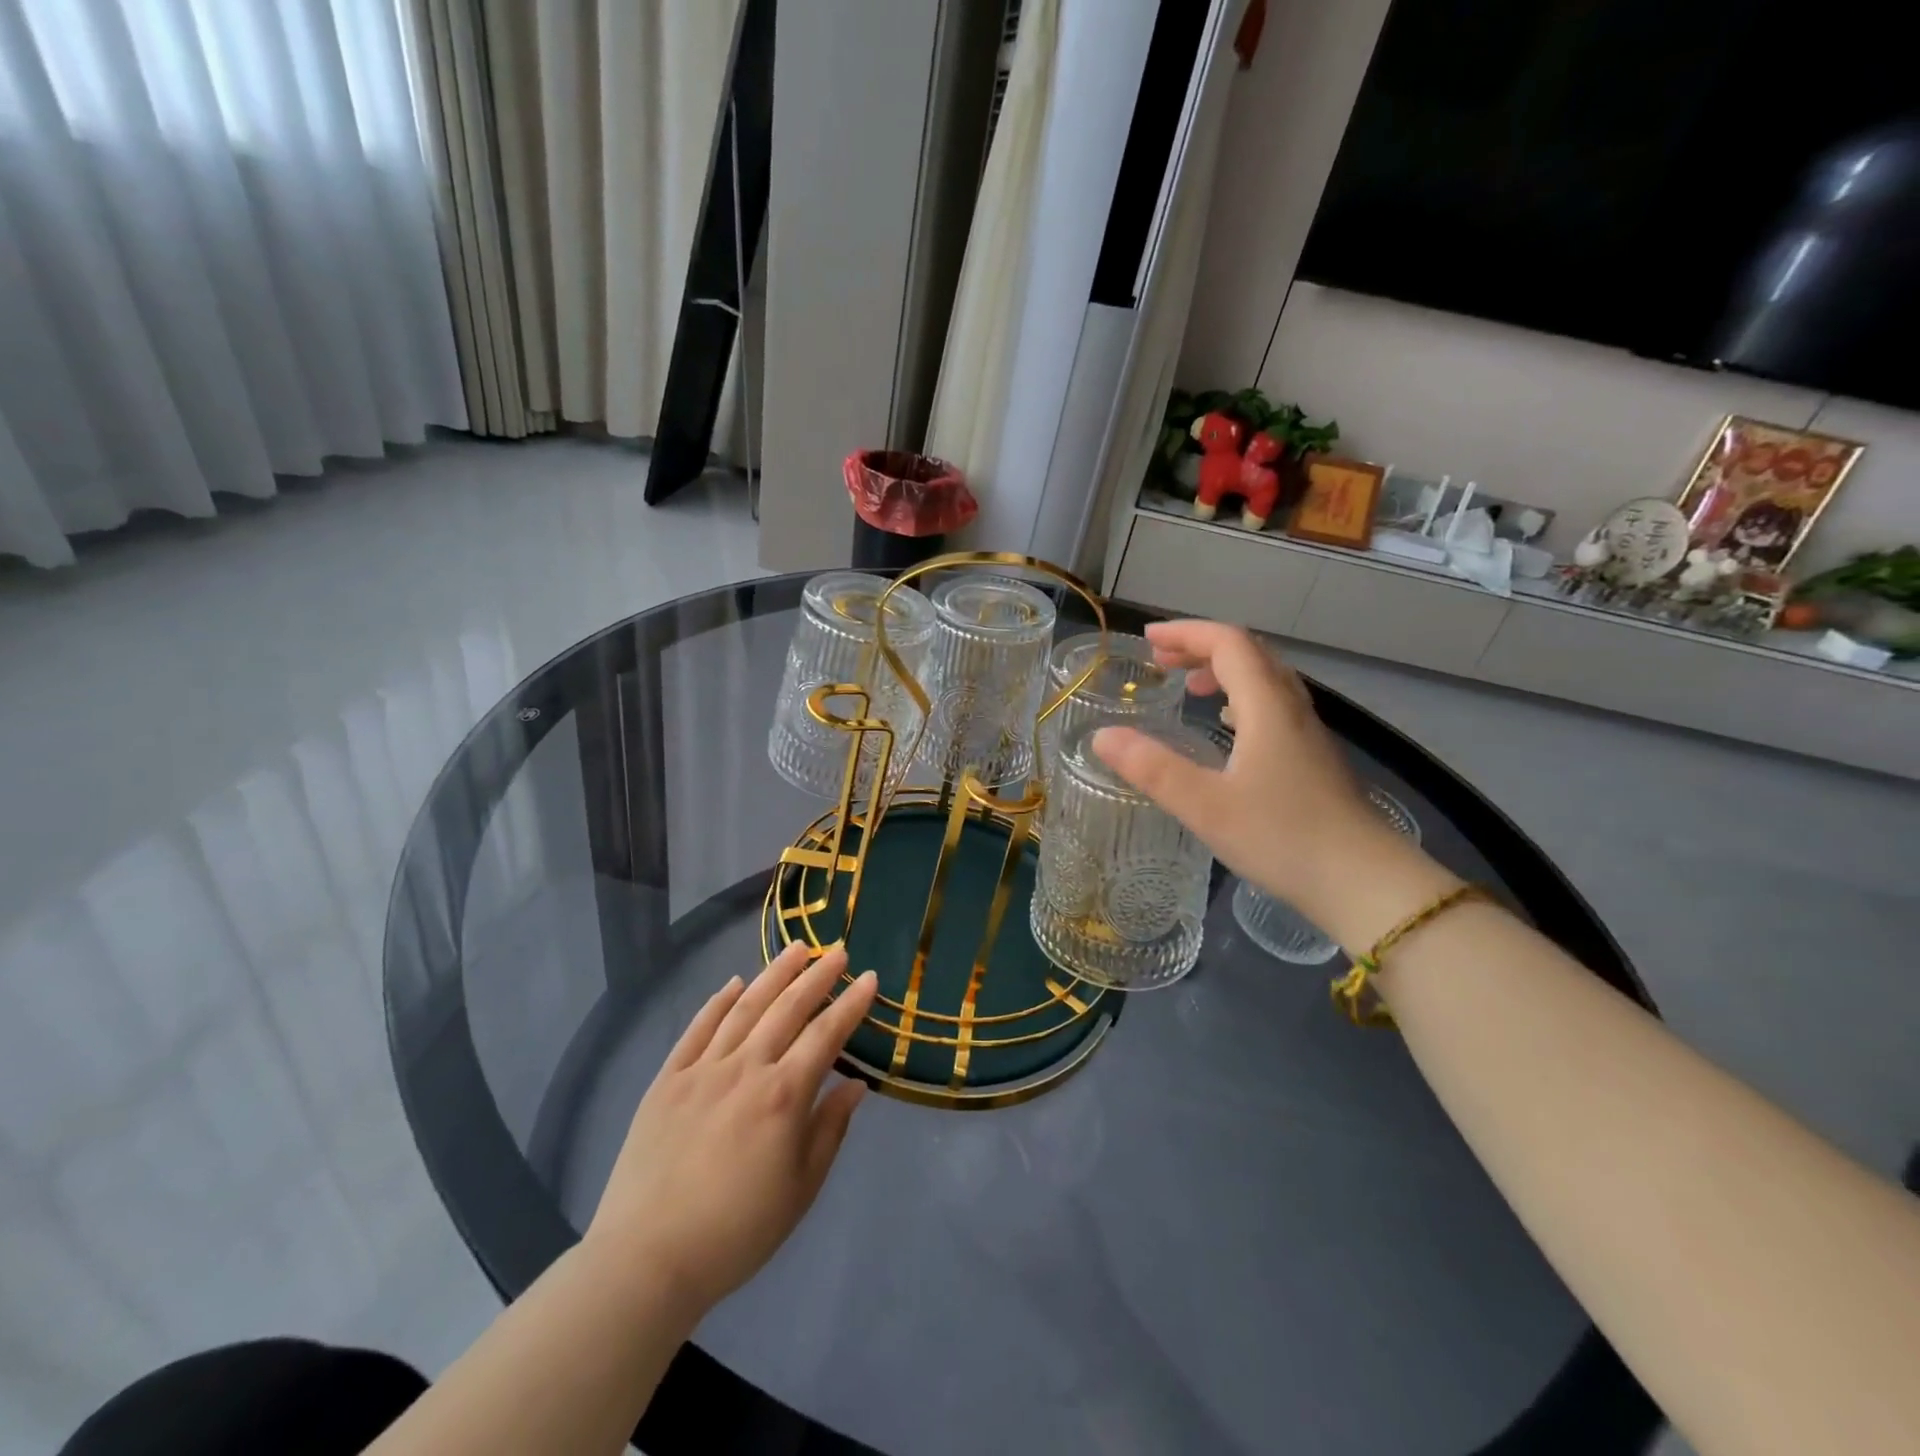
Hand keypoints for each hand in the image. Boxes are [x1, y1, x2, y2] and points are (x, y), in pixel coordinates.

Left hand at [584, 943, 878, 1317]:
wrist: (647, 1259)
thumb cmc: (736, 1232)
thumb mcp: (800, 1189)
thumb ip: (829, 1130)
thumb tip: (855, 1085)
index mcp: (783, 1095)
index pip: (826, 1034)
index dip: (851, 1003)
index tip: (869, 977)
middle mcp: (746, 1068)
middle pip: (788, 1008)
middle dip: (817, 976)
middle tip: (838, 951)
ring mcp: (702, 1069)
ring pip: (745, 1007)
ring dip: (774, 974)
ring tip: (796, 948)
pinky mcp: (667, 1080)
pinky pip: (698, 1029)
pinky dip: (718, 1001)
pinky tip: (734, 984)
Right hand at [1093, 620, 1451, 941]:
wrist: (1363, 882)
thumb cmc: (1281, 837)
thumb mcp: (1204, 805)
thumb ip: (1151, 768)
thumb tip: (1101, 736)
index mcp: (1266, 706)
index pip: (1228, 643)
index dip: (1186, 633)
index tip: (1147, 640)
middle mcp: (1291, 708)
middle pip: (1249, 654)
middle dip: (1201, 647)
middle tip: (1161, 661)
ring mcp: (1307, 733)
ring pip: (1265, 680)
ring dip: (1223, 671)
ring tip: (1188, 688)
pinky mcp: (1314, 758)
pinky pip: (1274, 706)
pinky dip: (1241, 699)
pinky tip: (1229, 728)